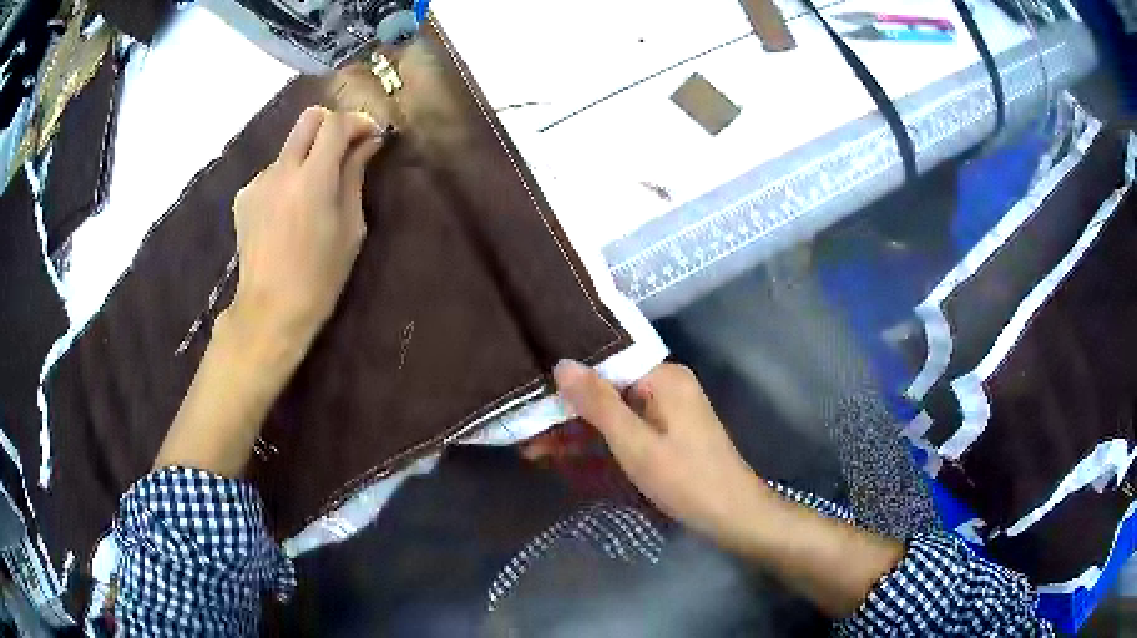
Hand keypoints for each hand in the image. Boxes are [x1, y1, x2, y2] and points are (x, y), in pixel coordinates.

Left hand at [228, 106, 385, 353]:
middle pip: (309, 118)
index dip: (358, 121)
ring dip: (307, 158)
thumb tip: (368, 143)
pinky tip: (288, 213)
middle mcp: (281, 170)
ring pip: (289, 148)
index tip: (371, 137)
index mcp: (313, 179)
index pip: (336, 123)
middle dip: (332, 124)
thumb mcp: (350, 228)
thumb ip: (355, 177)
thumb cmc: (319, 277)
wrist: (270, 311)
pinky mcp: (244, 197)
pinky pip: (272, 173)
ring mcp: (258, 182)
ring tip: (312, 196)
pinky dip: (286, 181)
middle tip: (345, 149)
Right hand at [555, 361, 906, 617]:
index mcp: (663, 376)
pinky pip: (625, 428)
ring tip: (530, 445)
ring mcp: (667, 409)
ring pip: (611, 412)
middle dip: (565, 411)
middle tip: (522, 428)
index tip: (527, 392)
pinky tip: (563, 451)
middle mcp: (665, 384)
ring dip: (577, 430)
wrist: (733, 516)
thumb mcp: (635, 443)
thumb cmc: (685, 479)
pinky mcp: (666, 431)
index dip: (565, 379)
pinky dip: (599, 440)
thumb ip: (598, 403)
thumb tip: (561, 363)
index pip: (604, 363)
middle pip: (605, 389)